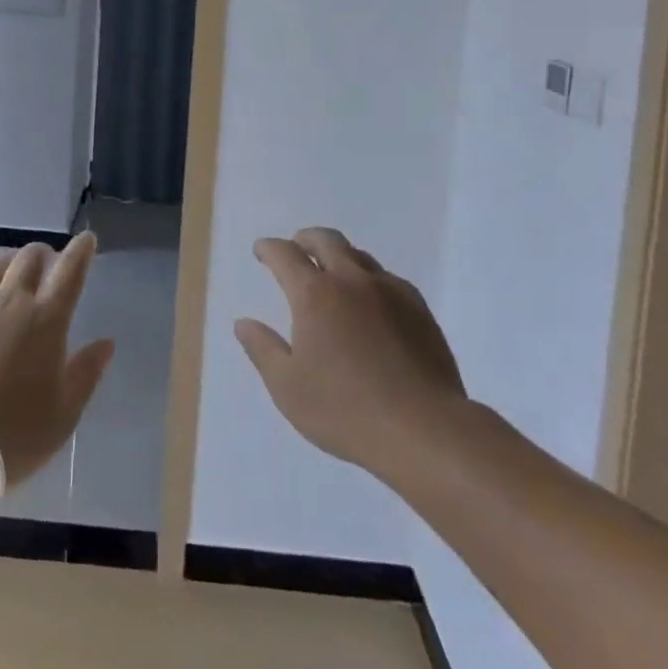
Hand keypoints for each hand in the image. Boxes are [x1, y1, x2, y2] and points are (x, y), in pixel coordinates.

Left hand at [0, 232, 115, 483]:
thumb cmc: (13, 435)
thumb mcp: (64, 414)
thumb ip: (86, 373)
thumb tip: (107, 342)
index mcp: (47, 320)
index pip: (70, 273)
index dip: (81, 252)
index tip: (86, 239)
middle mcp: (11, 300)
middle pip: (29, 260)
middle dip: (42, 254)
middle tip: (46, 260)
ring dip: (4, 261)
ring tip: (7, 264)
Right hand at [235, 227, 466, 477]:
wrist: (424, 429)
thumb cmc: (345, 410)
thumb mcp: (287, 388)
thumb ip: (262, 350)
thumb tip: (243, 323)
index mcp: (314, 294)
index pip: (284, 254)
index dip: (269, 249)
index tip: (261, 251)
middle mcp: (351, 280)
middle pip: (325, 239)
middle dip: (305, 239)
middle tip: (296, 249)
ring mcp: (389, 291)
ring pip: (358, 256)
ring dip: (339, 257)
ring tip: (333, 275)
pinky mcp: (419, 308)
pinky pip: (388, 279)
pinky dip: (369, 280)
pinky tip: (371, 304)